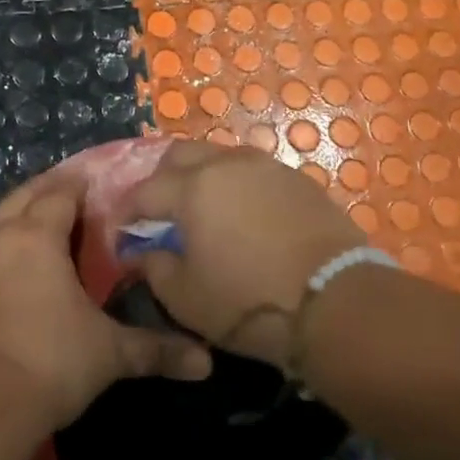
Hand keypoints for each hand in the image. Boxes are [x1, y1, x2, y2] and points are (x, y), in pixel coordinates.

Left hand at [0, 165, 212, 428]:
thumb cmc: (49, 363)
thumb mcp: (109, 354)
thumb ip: (156, 350)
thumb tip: (206, 364)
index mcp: (41, 234)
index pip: (63, 193)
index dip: (80, 187)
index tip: (96, 187)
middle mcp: (1, 230)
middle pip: (27, 193)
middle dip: (50, 190)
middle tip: (70, 197)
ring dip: (15, 209)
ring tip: (31, 216)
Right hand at [125, 140, 365, 366]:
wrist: (339, 303)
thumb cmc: (250, 302)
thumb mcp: (186, 298)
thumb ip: (154, 268)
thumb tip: (142, 252)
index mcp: (191, 188)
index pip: (143, 191)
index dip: (126, 213)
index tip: (121, 234)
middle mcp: (225, 165)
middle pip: (179, 155)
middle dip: (160, 180)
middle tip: (159, 214)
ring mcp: (266, 167)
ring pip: (218, 158)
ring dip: (200, 178)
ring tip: (201, 212)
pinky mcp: (297, 180)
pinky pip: (252, 172)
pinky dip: (235, 186)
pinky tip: (241, 216)